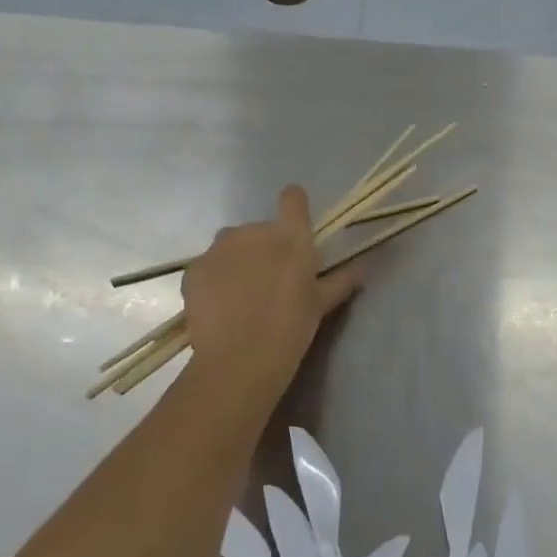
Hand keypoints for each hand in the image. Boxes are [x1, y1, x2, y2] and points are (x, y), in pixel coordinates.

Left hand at [180, 185, 361, 388]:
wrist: (240, 358)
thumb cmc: (291, 326)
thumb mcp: (322, 304)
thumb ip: (341, 280)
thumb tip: (361, 269)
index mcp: (290, 235)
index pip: (293, 198)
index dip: (294, 207)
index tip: (296, 225)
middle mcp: (253, 231)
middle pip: (260, 229)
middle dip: (265, 248)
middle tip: (271, 282)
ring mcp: (219, 248)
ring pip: (231, 246)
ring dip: (238, 261)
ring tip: (243, 297)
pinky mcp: (194, 268)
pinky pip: (209, 266)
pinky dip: (216, 279)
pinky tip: (222, 307)